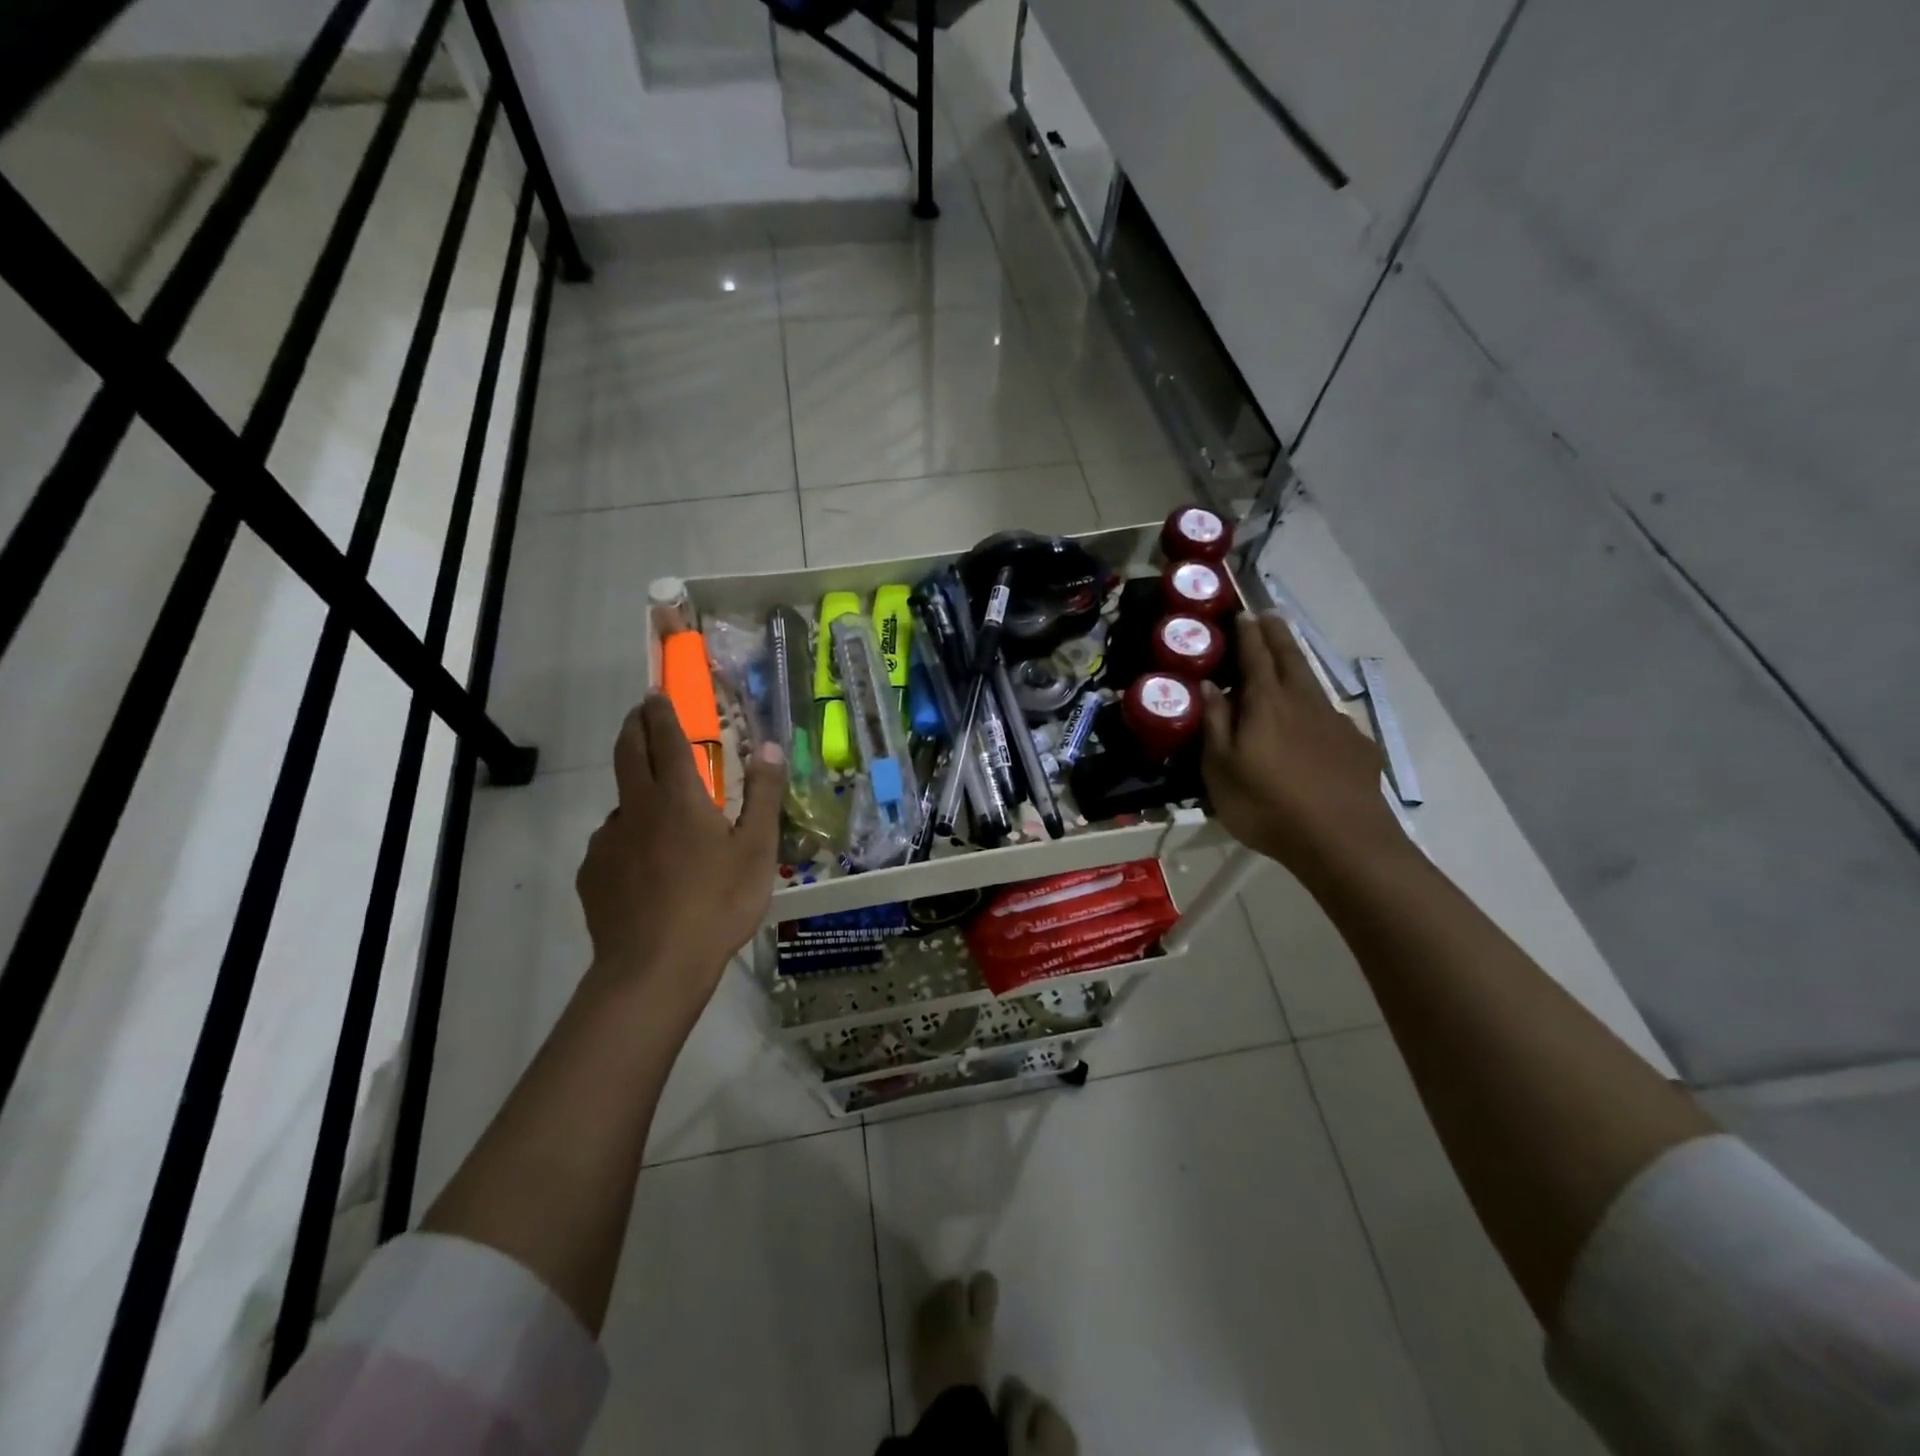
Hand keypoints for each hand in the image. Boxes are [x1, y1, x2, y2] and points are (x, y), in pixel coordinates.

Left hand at [576, 696, 782, 1017]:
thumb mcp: (756, 849)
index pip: (666, 739)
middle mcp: (637, 808)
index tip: (656, 694)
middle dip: (634, 727)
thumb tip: (770, 747)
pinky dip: (628, 837)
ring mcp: (608, 841)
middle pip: (628, 753)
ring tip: (657, 812)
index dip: (662, 712)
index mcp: (679, 797)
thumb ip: (762, 795)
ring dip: (634, 789)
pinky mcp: (593, 873)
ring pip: (621, 802)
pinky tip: (643, 866)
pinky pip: (612, 842)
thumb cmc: (717, 904)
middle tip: (641, 714)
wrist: (654, 967)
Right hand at [1200, 614, 1406, 883]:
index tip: (1243, 614)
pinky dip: (1316, 709)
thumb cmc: (1267, 805)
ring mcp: (1335, 722)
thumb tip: (1210, 687)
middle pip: (1291, 658)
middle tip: (1269, 617)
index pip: (1256, 656)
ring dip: (1298, 666)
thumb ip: (1215, 724)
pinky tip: (1314, 725)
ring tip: (1289, 661)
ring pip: (1313, 684)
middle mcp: (1303, 702)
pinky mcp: (1357, 746)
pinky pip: (1331, 717)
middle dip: (1277, 635)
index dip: (1248, 634)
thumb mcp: (1221, 769)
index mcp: (1267, 703)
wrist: (1342, 841)